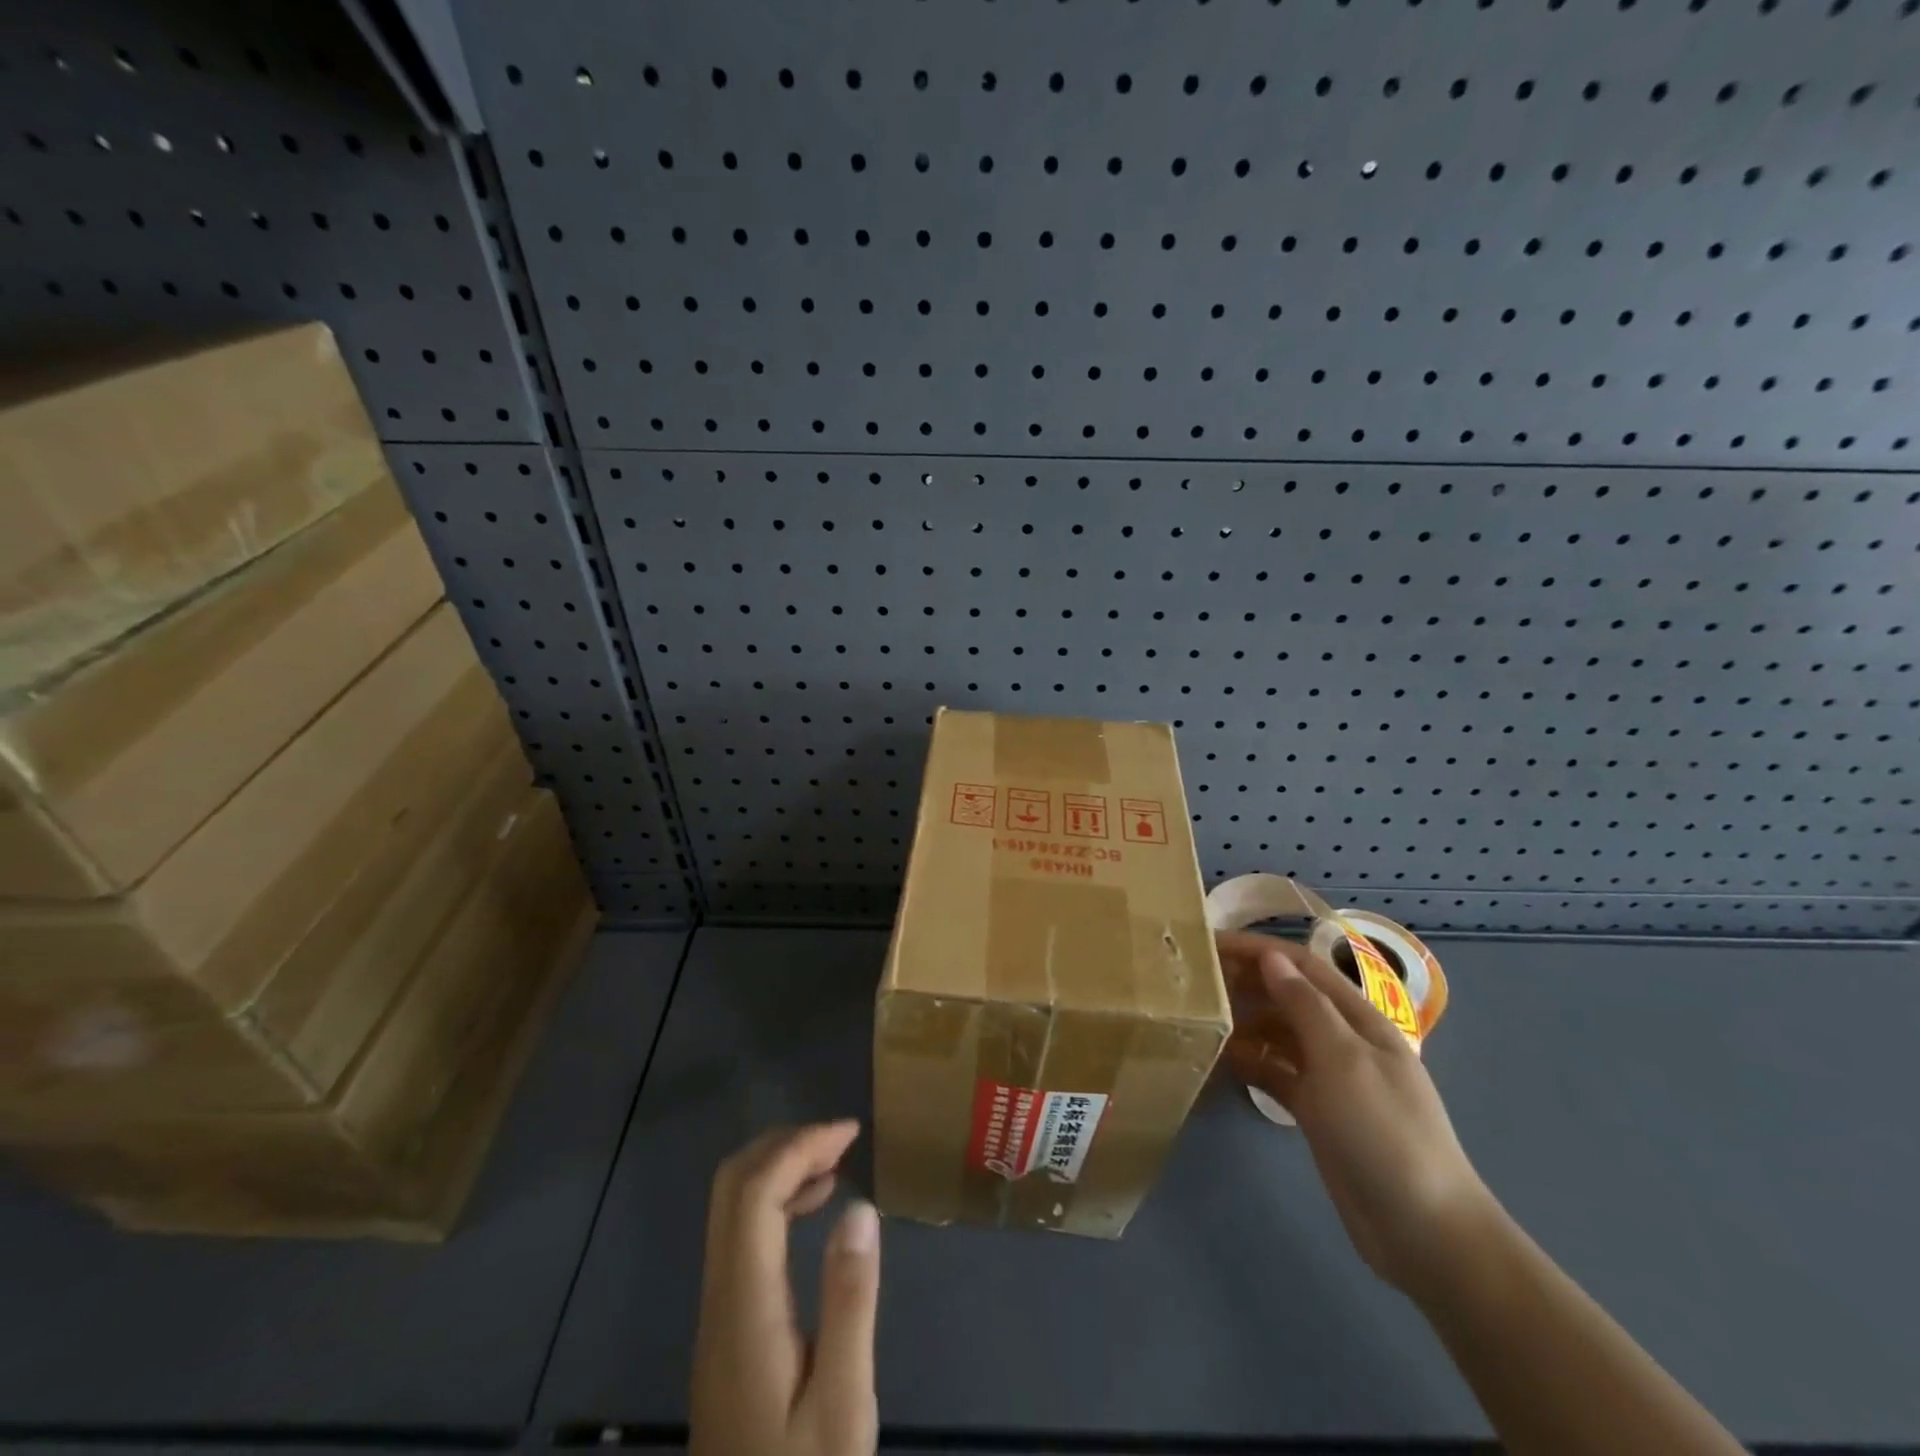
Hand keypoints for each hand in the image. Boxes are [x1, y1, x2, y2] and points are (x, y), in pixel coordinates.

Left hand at [689, 1122, 879, 1455]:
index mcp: (745, 1308)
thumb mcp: (843, 1404)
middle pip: (731, 1188)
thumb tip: (860, 1207)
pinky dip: (776, 1202)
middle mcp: (720, 1299)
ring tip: (836, 1163)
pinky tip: (815, 1211)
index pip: (754, 1194)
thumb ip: (849, 1302)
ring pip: (731, 1209)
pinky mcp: (726, 1328)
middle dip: (784, 1145)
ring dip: (779, 1169)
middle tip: (840, 1140)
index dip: (798, 1147)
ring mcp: (717, 1314)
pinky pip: (741, 1236)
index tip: (849, 1133)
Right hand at [1218, 931, 1497, 1297]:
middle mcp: (1343, 1040)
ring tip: (1201, 1018)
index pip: (1302, 966)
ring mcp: (1331, 1078)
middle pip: (1289, 995)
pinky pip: (1277, 1073)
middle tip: (1195, 981)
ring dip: (1245, 1021)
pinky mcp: (1318, 1112)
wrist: (1424, 1232)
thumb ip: (1305, 1005)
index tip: (1210, 944)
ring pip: (1280, 1034)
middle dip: (1247, 981)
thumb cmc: (1384, 1132)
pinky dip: (1252, 1063)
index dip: (1258, 949)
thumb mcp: (1343, 1060)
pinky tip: (1222, 1061)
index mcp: (1358, 1018)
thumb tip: (1270, 958)